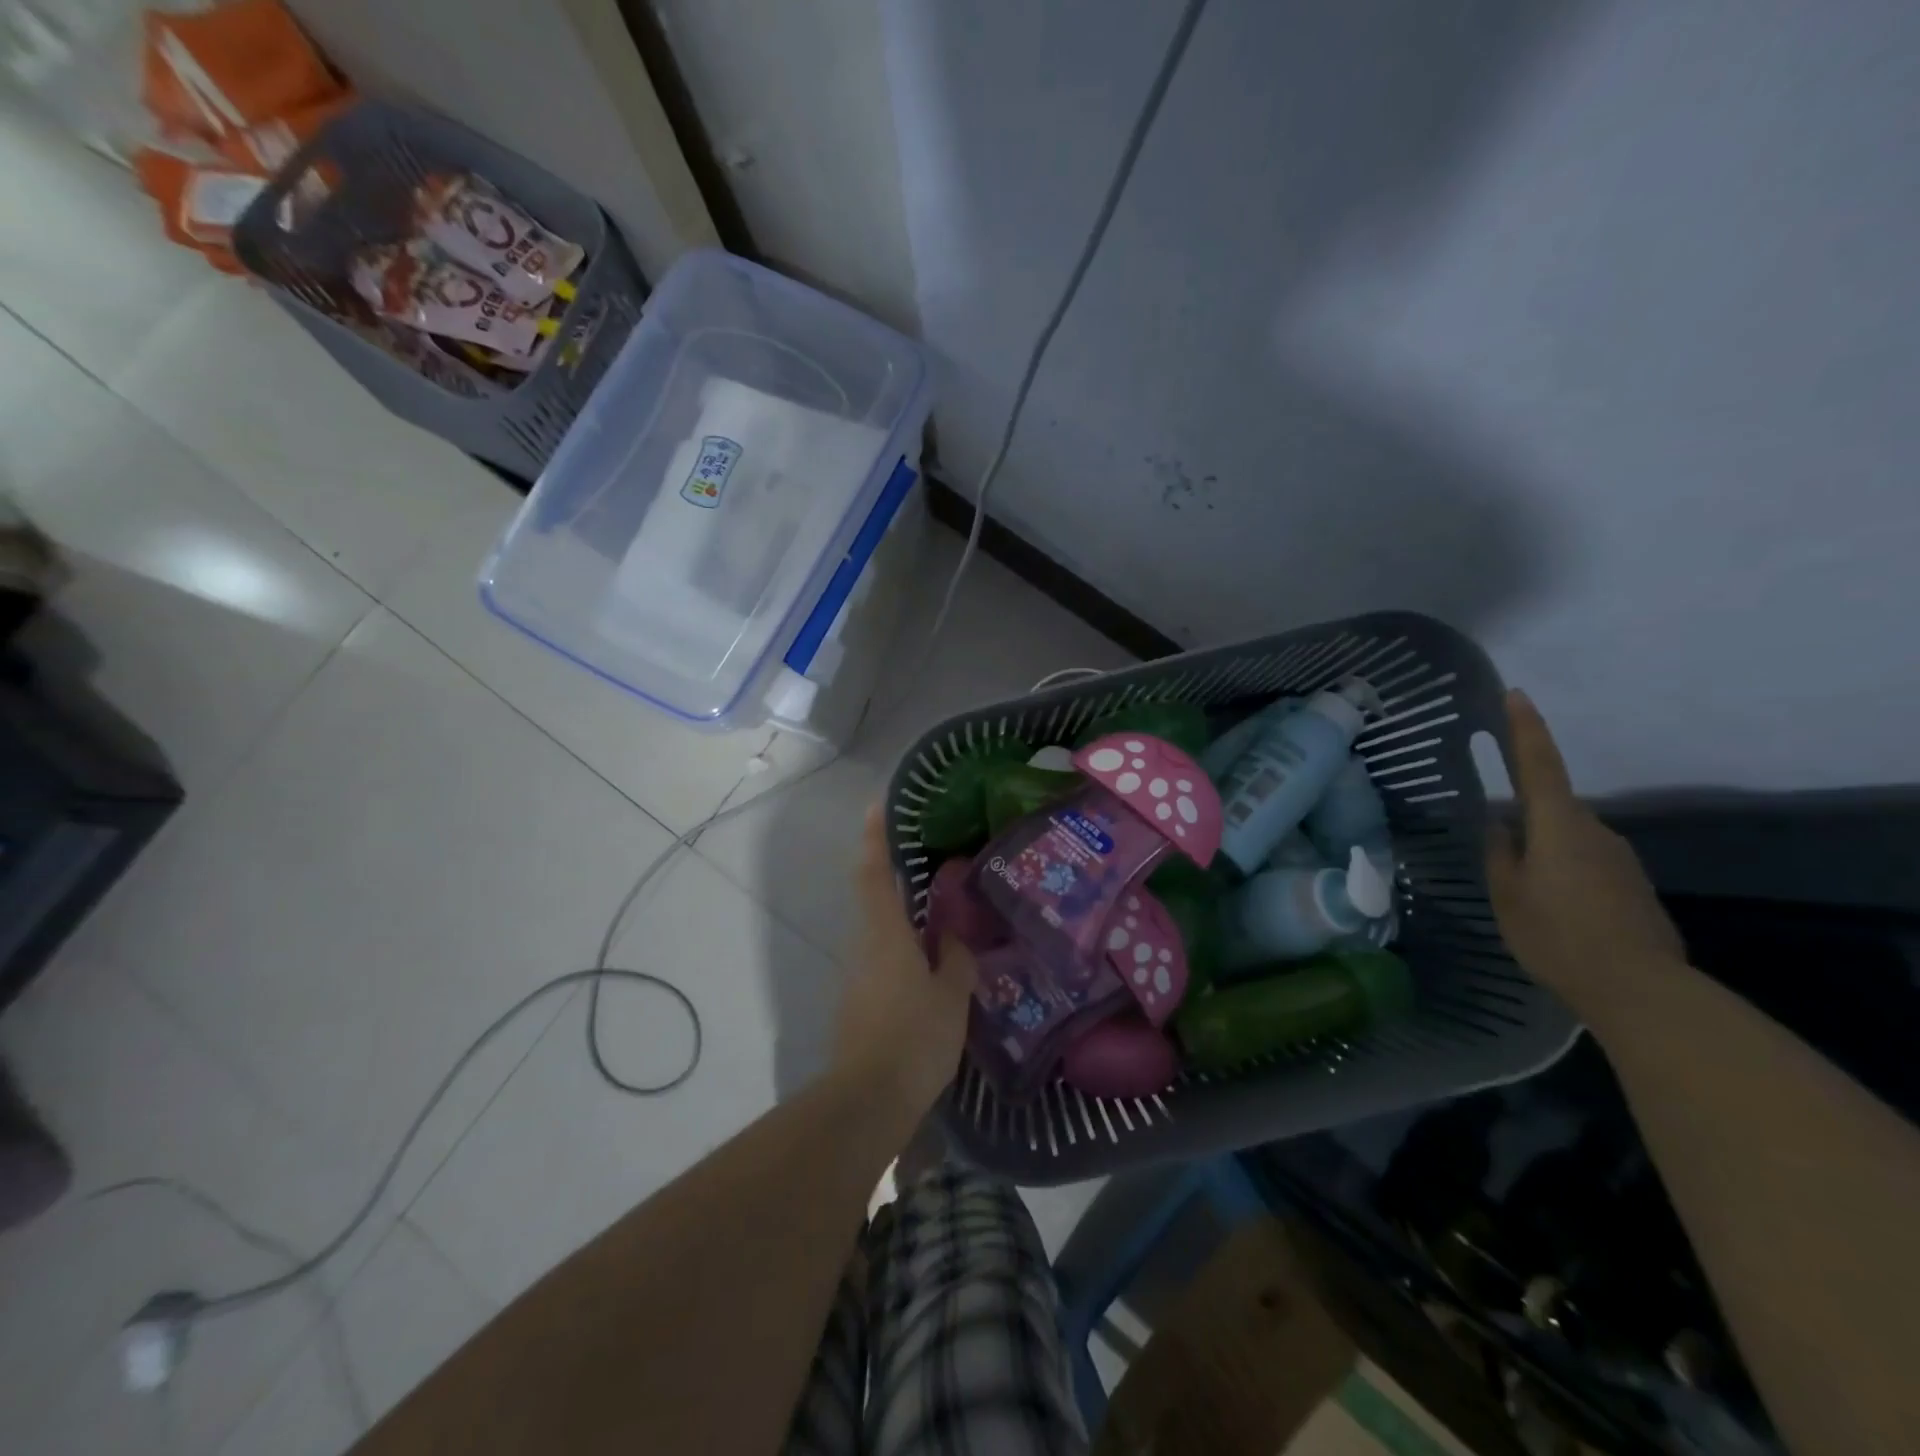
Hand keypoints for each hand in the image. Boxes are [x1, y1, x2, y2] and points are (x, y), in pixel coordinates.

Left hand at [832, 807, 975, 1111]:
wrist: (867, 1101)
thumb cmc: (914, 1038)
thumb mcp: (951, 996)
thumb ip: (956, 959)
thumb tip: (954, 935)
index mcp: (885, 933)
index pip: (874, 872)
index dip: (875, 836)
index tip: (878, 804)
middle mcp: (865, 944)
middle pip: (875, 896)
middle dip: (894, 871)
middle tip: (928, 855)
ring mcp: (858, 973)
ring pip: (881, 928)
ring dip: (903, 911)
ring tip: (940, 905)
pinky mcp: (859, 998)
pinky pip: (883, 955)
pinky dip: (904, 943)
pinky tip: (932, 956)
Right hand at [1486, 690, 1687, 1016]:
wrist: (1640, 988)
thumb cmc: (1557, 934)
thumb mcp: (1506, 895)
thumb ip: (1500, 854)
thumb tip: (1500, 827)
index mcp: (1557, 825)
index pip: (1539, 764)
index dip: (1525, 728)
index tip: (1516, 694)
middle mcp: (1595, 830)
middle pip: (1552, 808)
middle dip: (1525, 818)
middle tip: (1499, 849)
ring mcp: (1620, 858)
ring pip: (1569, 839)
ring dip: (1545, 852)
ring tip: (1526, 894)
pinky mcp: (1634, 885)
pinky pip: (1588, 864)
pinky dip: (1567, 875)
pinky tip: (1556, 911)